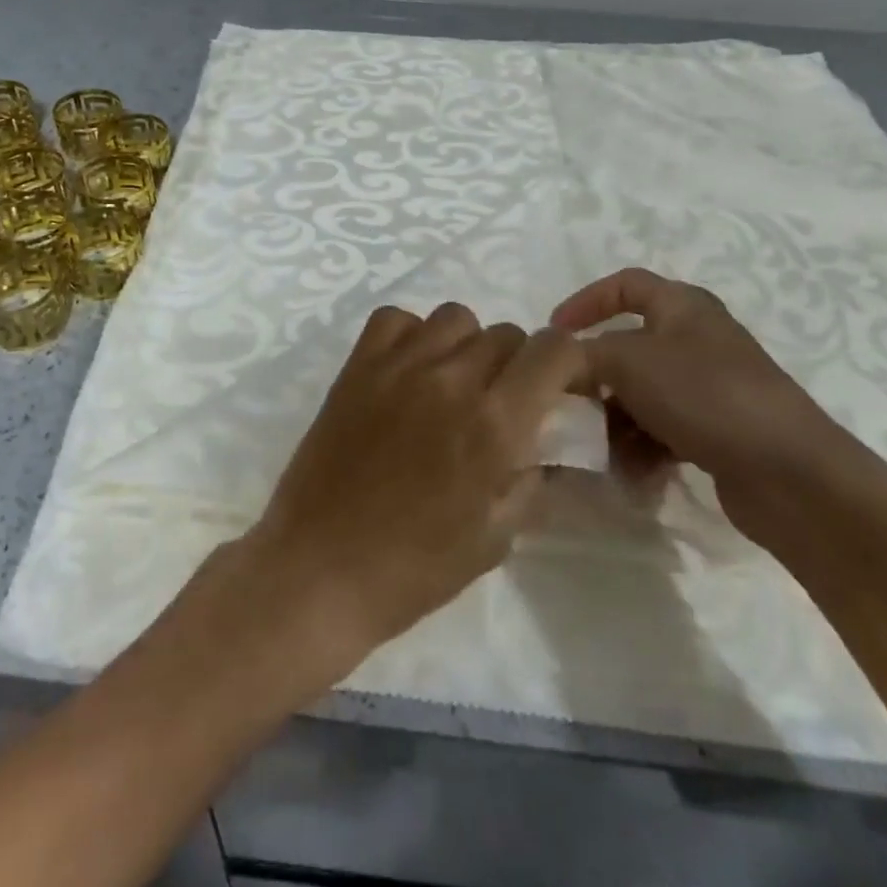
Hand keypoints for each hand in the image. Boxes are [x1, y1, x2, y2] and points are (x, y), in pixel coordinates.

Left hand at [244, 302, 588, 666]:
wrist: (319, 567)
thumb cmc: (413, 568)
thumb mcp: (496, 537)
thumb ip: (530, 479)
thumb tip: (545, 443)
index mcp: (495, 423)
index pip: (554, 349)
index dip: (567, 364)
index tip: (560, 389)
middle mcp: (451, 379)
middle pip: (506, 333)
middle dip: (518, 364)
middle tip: (501, 402)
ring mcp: (399, 365)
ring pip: (455, 318)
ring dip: (467, 345)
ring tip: (452, 384)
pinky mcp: (357, 366)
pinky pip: (396, 319)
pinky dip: (411, 335)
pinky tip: (408, 372)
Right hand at [552, 268, 870, 542]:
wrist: (789, 474)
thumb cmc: (704, 395)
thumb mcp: (628, 361)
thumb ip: (580, 355)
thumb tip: (554, 362)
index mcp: (683, 307)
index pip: (626, 285)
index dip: (585, 301)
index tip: (553, 333)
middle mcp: (697, 340)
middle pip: (627, 347)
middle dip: (595, 376)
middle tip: (568, 400)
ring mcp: (709, 388)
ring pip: (640, 394)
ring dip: (614, 419)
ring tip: (599, 448)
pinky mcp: (717, 431)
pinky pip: (662, 430)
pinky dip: (641, 446)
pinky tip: (632, 472)